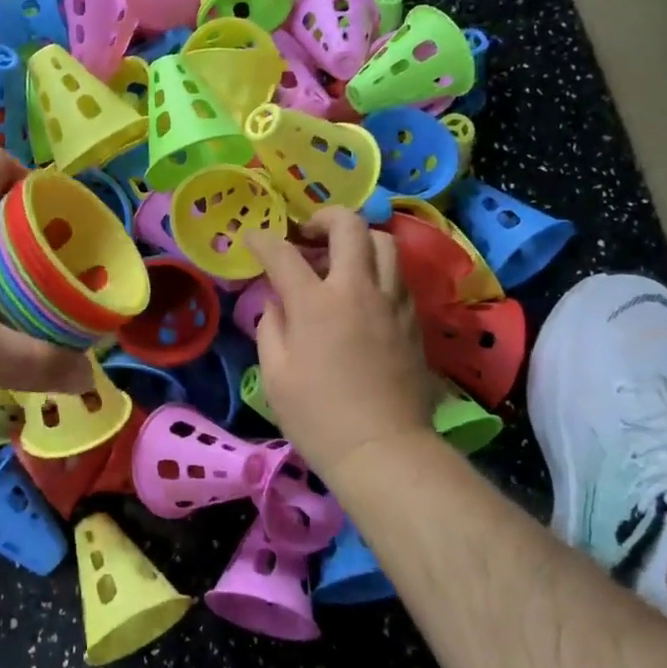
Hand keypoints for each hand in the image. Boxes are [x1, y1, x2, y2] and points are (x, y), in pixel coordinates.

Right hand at [245, 208, 440, 478]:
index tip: (253, 240)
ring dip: (358, 239)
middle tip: (307, 234)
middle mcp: (357, 289)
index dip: (263, 240)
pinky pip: (398, 275)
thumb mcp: (274, 375)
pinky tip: (364, 291)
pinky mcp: (413, 319)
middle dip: (323, 217)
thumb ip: (271, 327)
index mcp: (315, 303)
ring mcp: (392, 301)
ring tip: (340, 258)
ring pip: (384, 242)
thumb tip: (277, 302)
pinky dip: (378, 269)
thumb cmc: (317, 417)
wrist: (382, 450)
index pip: (283, 253)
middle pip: (349, 226)